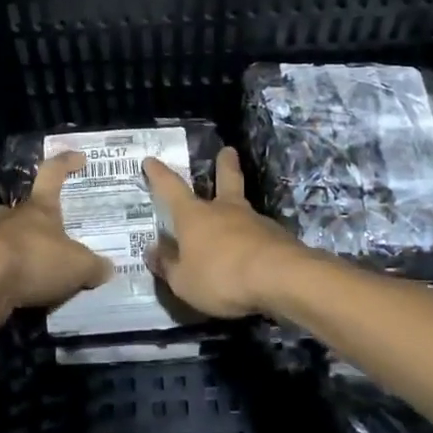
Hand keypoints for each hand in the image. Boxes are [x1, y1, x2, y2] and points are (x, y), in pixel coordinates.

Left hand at [0, 152, 111, 315]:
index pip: (53, 174)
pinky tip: (23, 288)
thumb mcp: (78, 266)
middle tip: (48, 226)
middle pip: (22, 206)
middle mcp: (13, 217)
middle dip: (33, 213)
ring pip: (5, 234)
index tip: (80, 158)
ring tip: (36, 262)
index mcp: (40, 207)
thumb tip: (107, 268)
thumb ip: (93, 266)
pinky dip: (10, 272)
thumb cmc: (35, 260)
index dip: (66, 163)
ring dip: (19, 245)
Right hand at [142, 147, 307, 317]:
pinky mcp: (278, 237)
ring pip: (244, 208)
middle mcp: (224, 210)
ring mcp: (254, 221)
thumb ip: (168, 266)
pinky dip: (254, 239)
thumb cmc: (221, 277)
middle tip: (228, 150)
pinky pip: (259, 234)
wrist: (280, 279)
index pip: (171, 188)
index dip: (159, 174)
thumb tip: (152, 251)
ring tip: (237, 219)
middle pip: (225, 180)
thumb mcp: (184, 281)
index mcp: (194, 216)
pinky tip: (254, 252)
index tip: (151, 160)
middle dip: (224, 165)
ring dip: (239, 208)